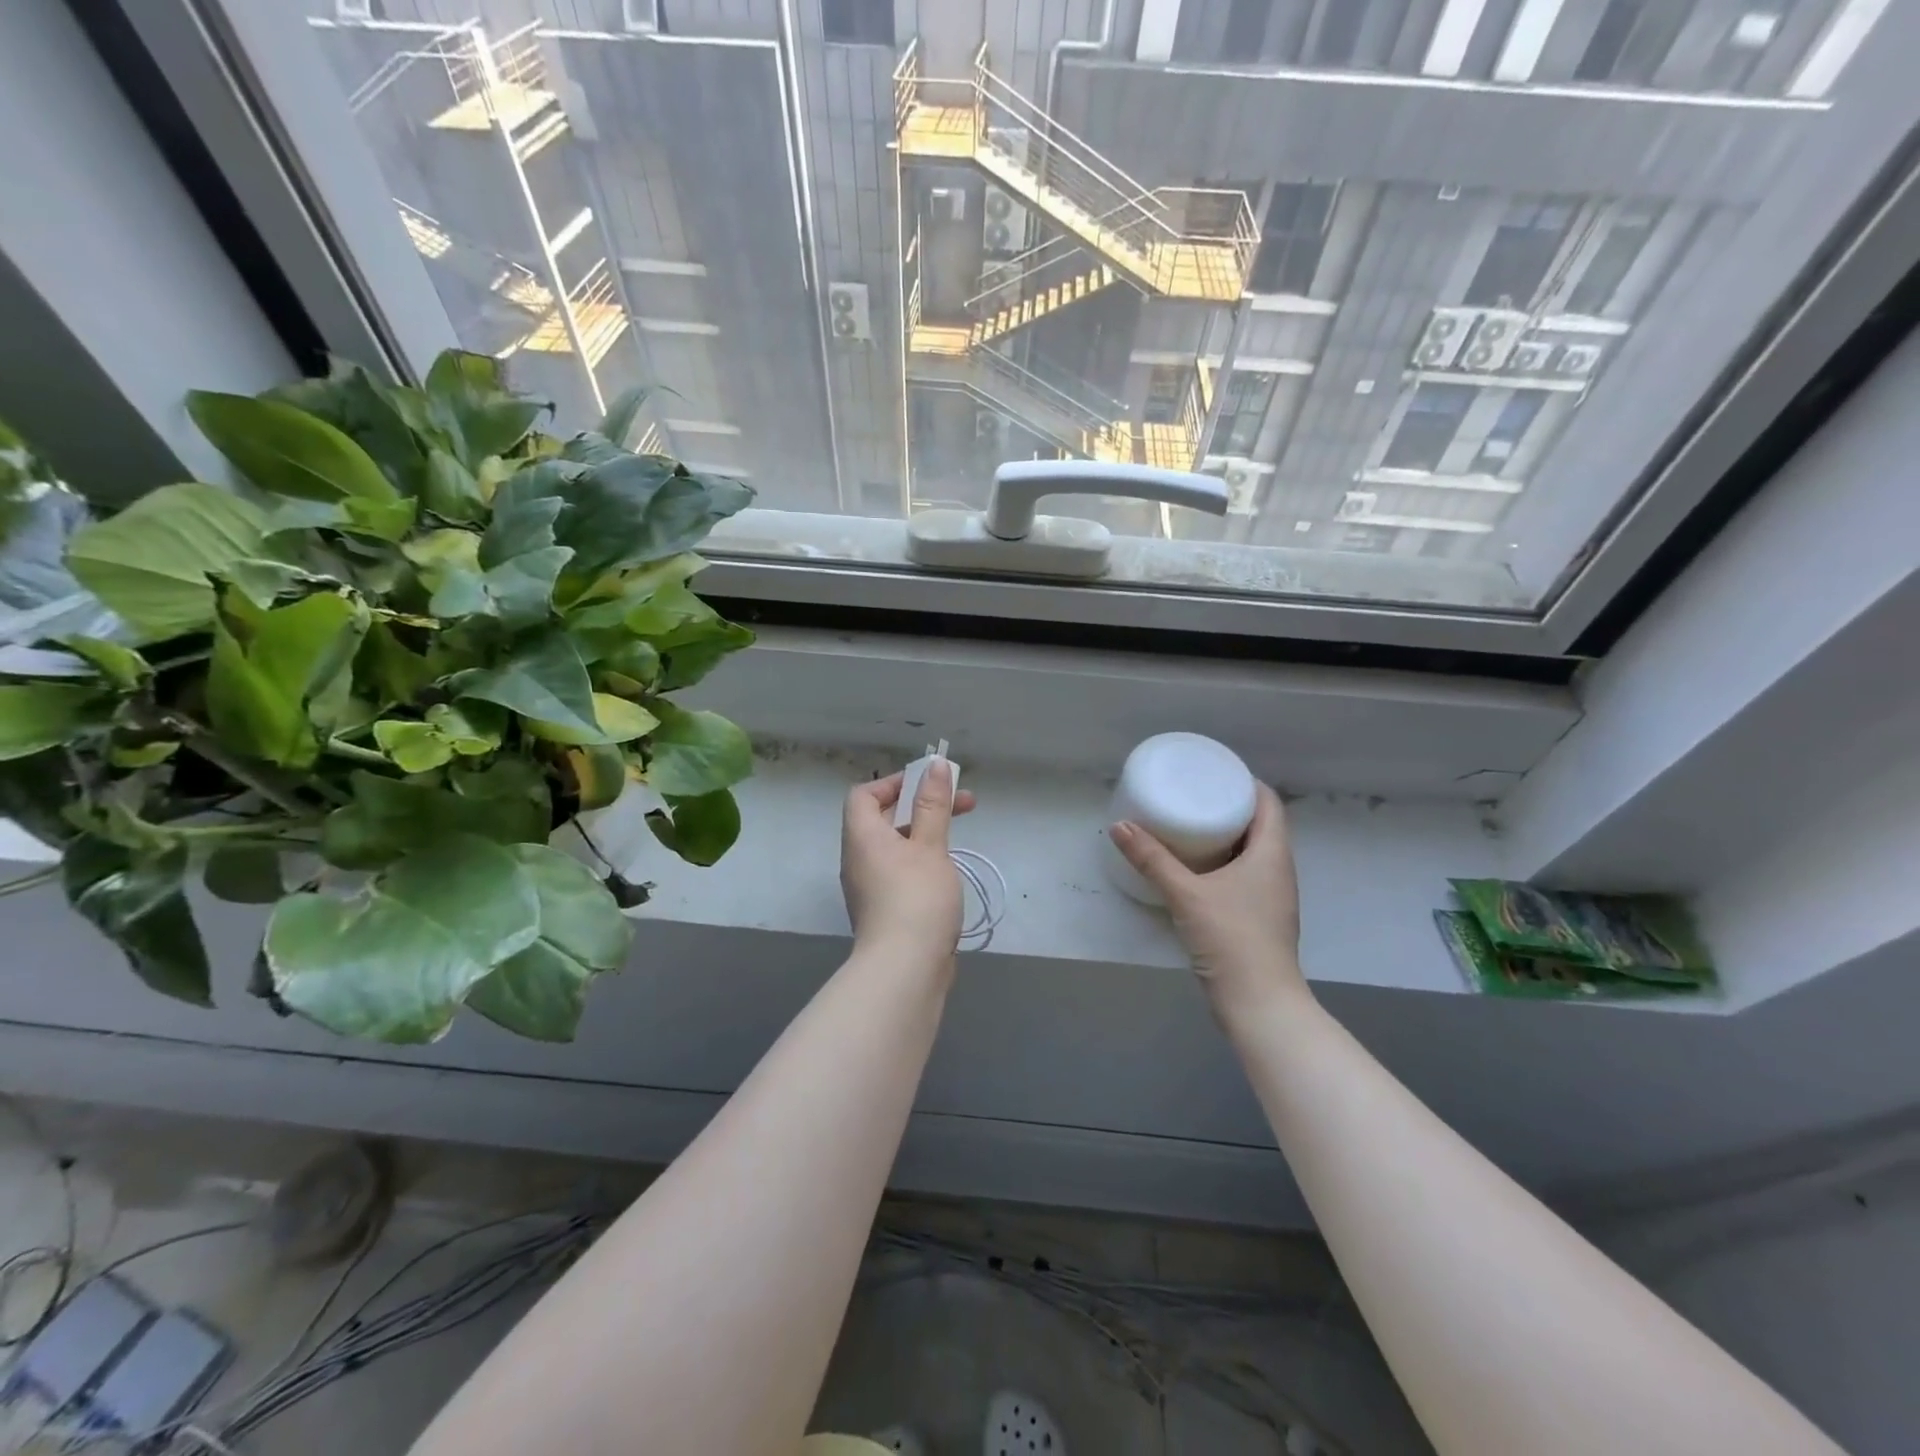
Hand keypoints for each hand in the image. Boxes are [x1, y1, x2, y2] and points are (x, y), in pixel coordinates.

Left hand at [840, 761, 977, 969]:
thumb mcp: (930, 845)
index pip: (864, 794)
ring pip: (894, 847)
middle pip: (883, 818)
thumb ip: (933, 805)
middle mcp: (858, 859)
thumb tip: (933, 766)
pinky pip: (898, 872)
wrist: (904, 970)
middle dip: (922, 806)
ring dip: (924, 834)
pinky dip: (920, 861)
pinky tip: (947, 873)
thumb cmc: (916, 898)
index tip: (929, 784)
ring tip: (960, 837)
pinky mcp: (883, 910)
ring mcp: (868, 887)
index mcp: (862, 836)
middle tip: (963, 804)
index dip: (895, 783)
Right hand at [1109, 784, 1305, 1012]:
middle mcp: (1278, 869)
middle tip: (1192, 794)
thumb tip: (1120, 826)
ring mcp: (1272, 896)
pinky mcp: (1259, 917)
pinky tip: (1195, 868)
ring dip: (1225, 836)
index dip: (1244, 782)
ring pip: (1252, 852)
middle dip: (1229, 807)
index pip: (1269, 803)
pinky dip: (1223, 862)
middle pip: (1260, 825)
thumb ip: (1152, 859)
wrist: (1259, 1002)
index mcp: (1271, 854)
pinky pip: (1244, 874)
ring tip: (1189, 825)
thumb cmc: (1231, 938)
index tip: (1213, 772)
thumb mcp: (1186, 894)